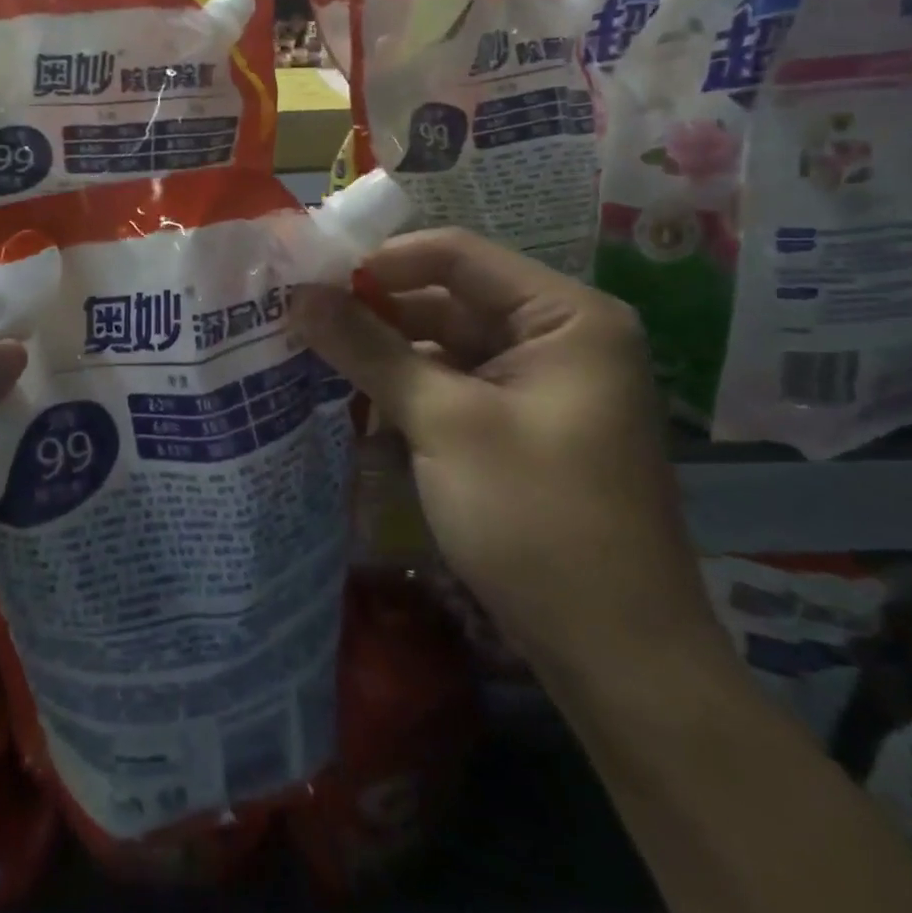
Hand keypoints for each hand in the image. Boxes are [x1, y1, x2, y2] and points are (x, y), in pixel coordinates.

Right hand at [295, 229, 724, 681]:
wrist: (614, 657)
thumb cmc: (537, 519)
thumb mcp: (444, 422)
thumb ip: (368, 349)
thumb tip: (297, 295)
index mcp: (566, 316)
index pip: (457, 255)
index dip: (381, 261)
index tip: (310, 279)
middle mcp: (558, 337)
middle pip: (449, 299)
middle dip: (374, 311)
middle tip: (297, 318)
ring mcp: (539, 385)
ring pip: (444, 345)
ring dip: (383, 354)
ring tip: (309, 355)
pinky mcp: (519, 426)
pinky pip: (452, 386)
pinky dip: (405, 391)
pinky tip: (351, 402)